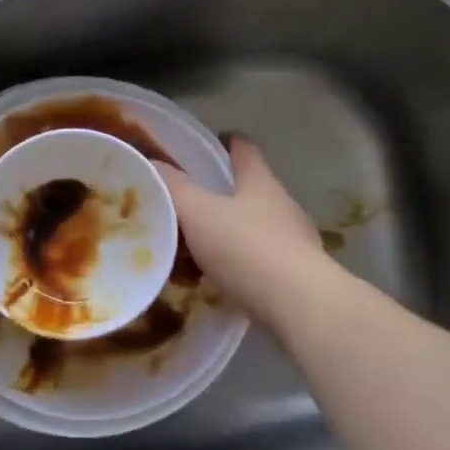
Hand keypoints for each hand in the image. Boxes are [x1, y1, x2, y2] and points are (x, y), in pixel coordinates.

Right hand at [155, 136, 331, 329]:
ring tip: (201, 243)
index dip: (224, 143)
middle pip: (251, 187)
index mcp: (259, 181)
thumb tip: (151, 163)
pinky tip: (223, 277)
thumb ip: (173, 188)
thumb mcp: (198, 213)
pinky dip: (243, 262)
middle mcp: (282, 204)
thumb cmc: (246, 248)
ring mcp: (295, 240)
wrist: (298, 306)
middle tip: (189, 202)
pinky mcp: (298, 274)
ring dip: (233, 230)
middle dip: (223, 192)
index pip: (243, 148)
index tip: (204, 148)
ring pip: (257, 225)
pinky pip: (263, 259)